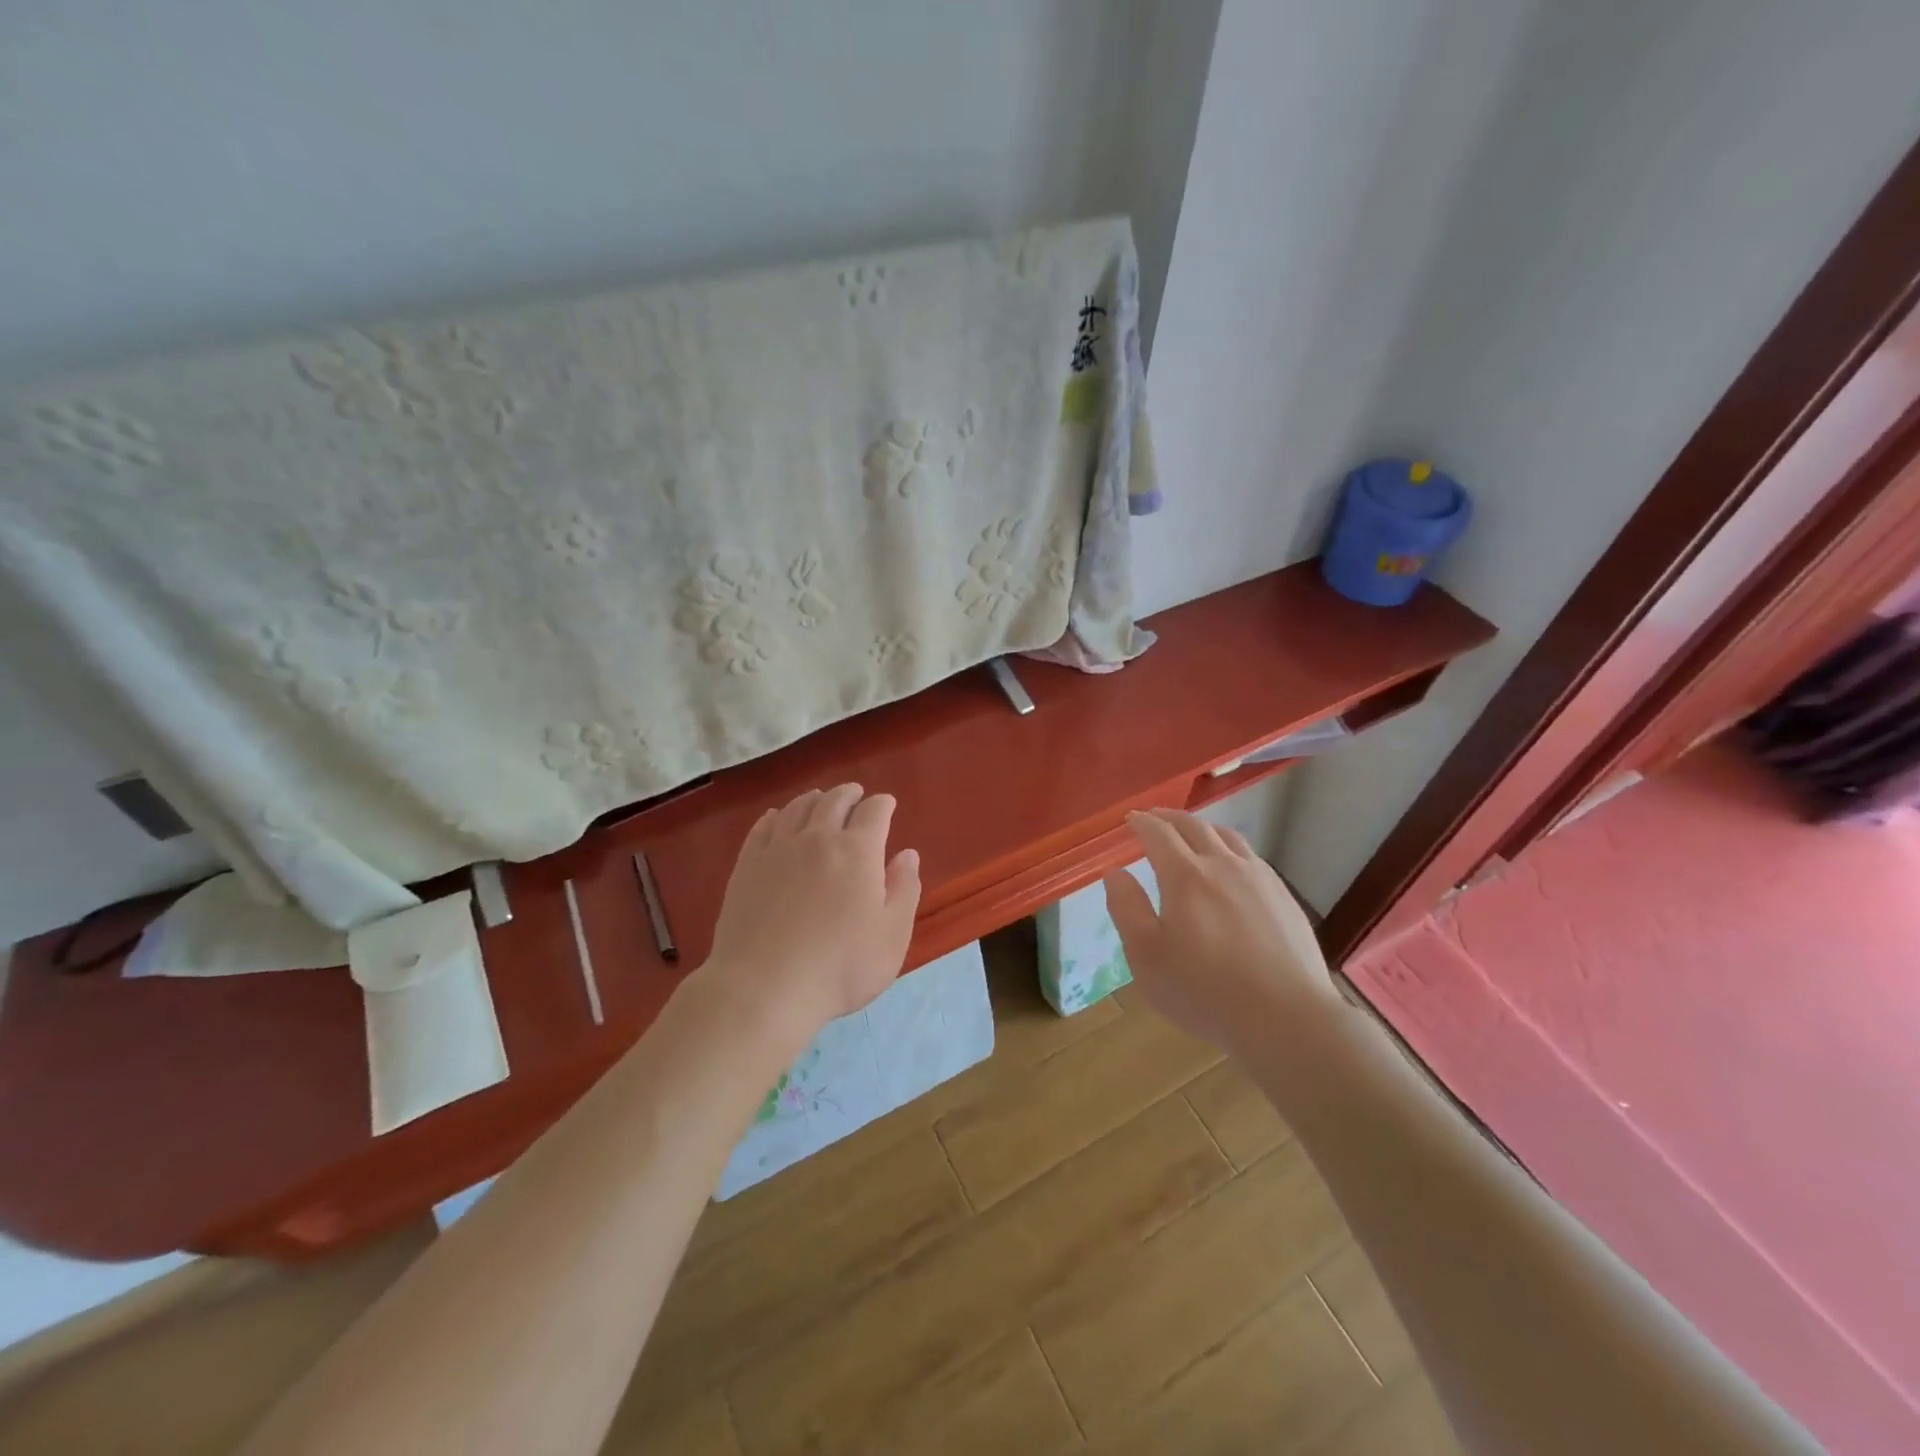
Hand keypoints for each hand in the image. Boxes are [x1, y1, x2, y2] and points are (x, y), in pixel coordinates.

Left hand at [702, 784, 920, 1041]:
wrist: (763, 988)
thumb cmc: (840, 967)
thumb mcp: (892, 936)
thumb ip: (904, 890)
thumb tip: (907, 855)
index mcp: (857, 851)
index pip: (874, 811)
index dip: (883, 804)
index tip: (887, 805)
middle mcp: (817, 837)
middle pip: (834, 800)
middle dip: (849, 794)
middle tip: (855, 795)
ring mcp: (777, 849)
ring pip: (797, 808)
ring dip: (814, 799)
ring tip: (820, 800)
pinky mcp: (746, 865)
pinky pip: (763, 827)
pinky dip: (776, 816)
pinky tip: (776, 818)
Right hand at [1102, 810, 1336, 1056]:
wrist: (1286, 1018)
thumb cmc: (1203, 990)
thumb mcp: (1146, 955)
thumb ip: (1126, 908)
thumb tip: (1114, 872)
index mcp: (1185, 875)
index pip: (1158, 833)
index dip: (1141, 822)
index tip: (1130, 819)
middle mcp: (1223, 865)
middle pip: (1194, 826)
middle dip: (1169, 817)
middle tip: (1155, 818)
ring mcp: (1259, 878)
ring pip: (1227, 837)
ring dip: (1202, 828)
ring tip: (1192, 833)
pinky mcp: (1283, 897)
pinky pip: (1252, 857)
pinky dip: (1230, 848)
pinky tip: (1232, 867)